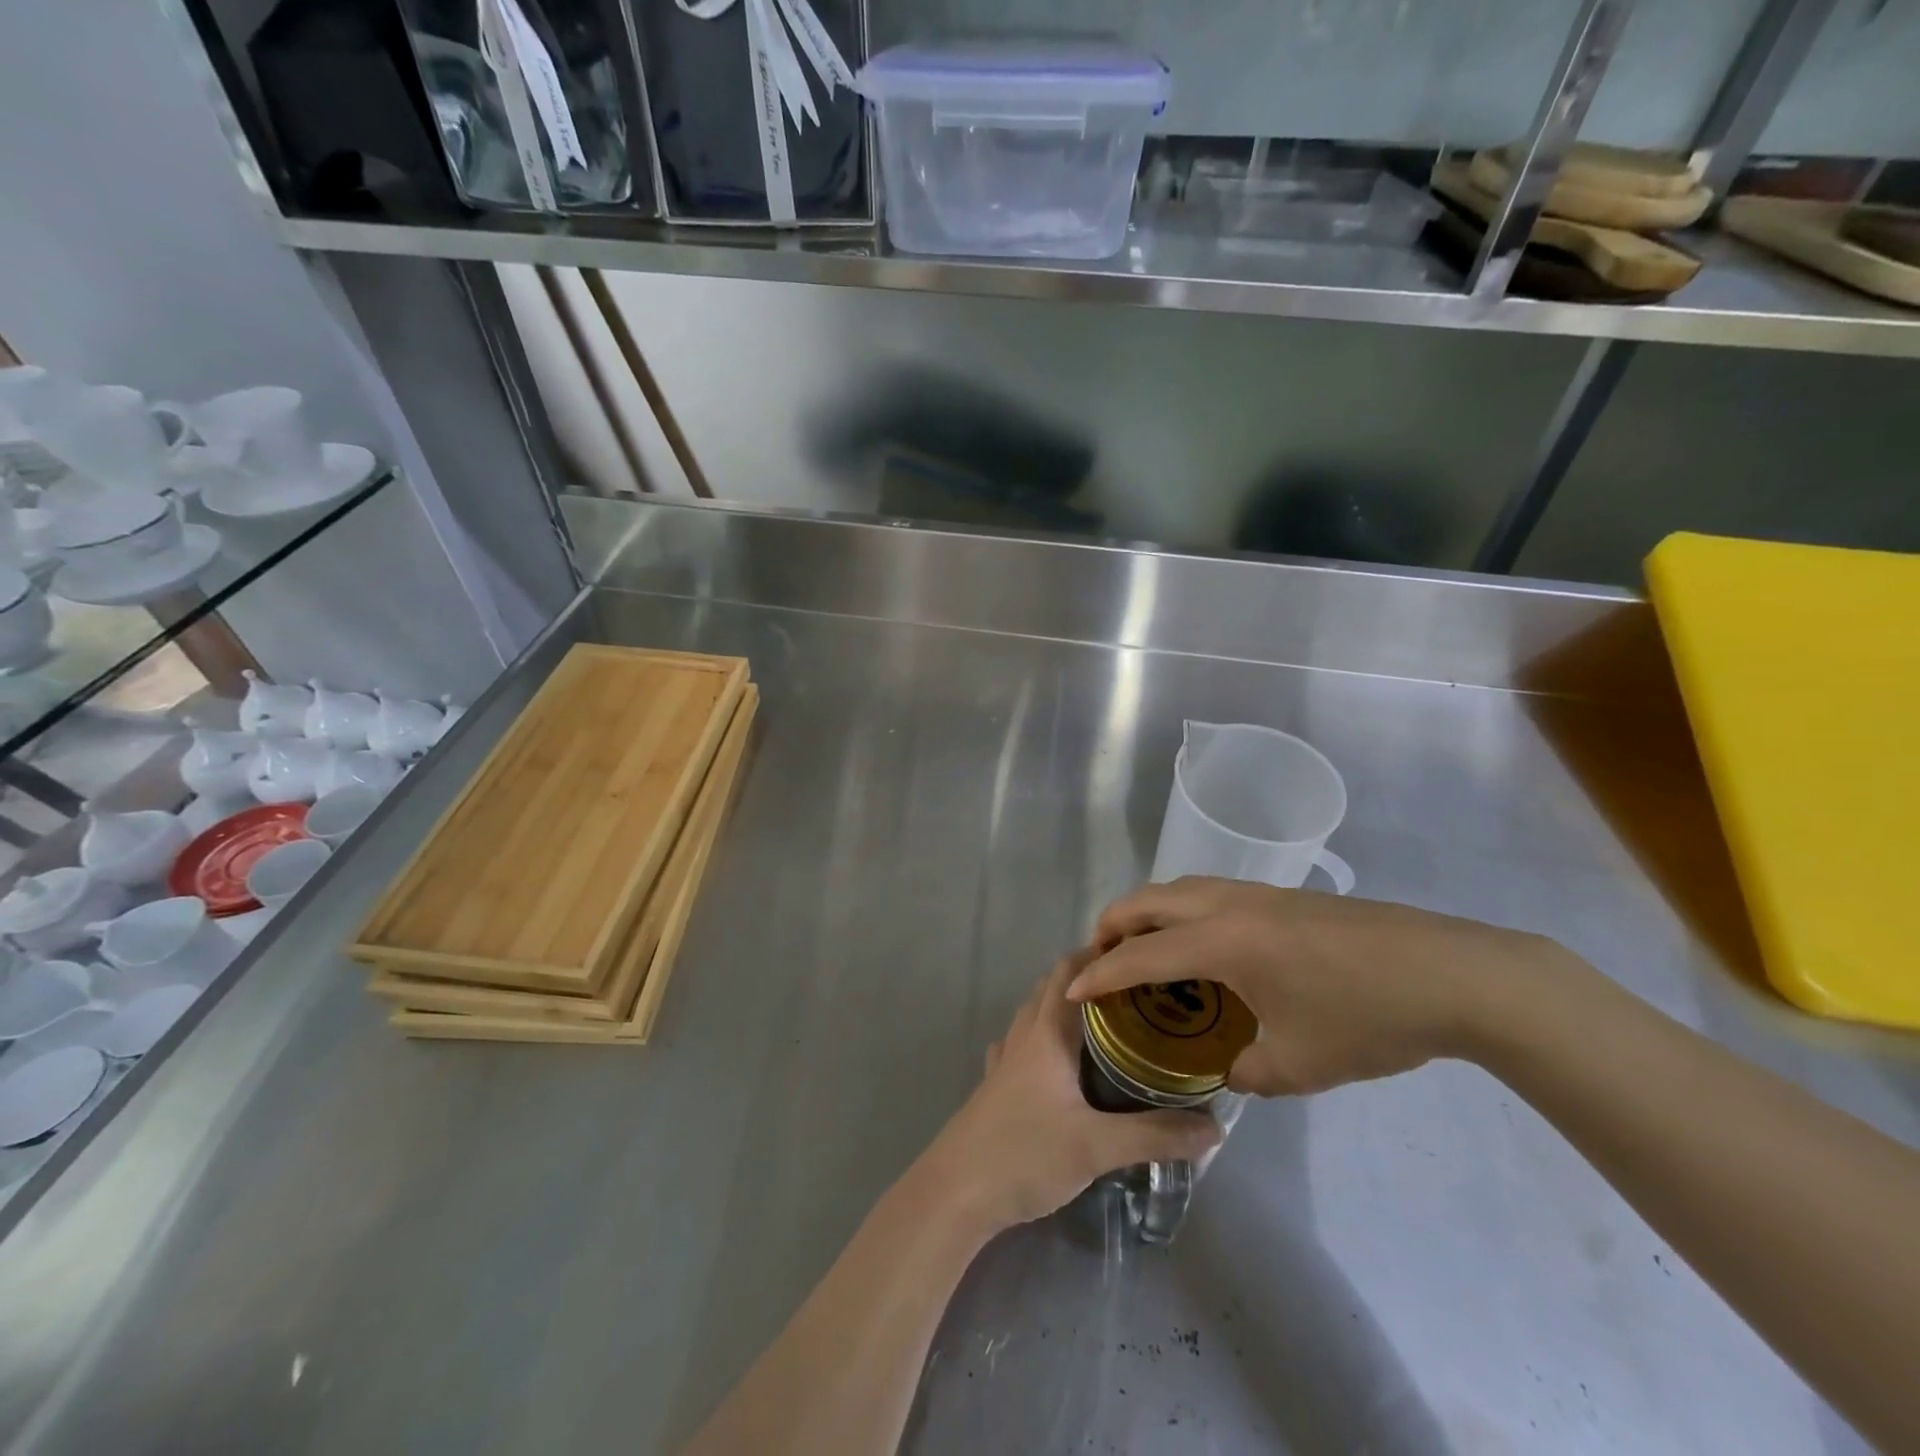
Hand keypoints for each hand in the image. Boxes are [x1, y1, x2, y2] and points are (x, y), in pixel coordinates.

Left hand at [918, 954, 1221, 1235]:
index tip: (1137, 954)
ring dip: (1063, 1008)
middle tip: (1132, 991)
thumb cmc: (1024, 1154)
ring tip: (1104, 1022)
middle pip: (1050, 989)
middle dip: (1087, 980)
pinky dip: (1043, 1040)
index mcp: (1045, 1034)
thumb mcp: (1096, 1147)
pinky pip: (1022, 1047)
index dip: (1097, 955)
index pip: (1068, 973)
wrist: (956, 1193)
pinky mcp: (995, 1088)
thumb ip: (1154, 1135)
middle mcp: (1023, 1037)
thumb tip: (1214, 1126)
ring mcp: (1004, 1062)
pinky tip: (1059, 1062)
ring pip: (1034, 1016)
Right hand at [1068, 877, 1578, 1095]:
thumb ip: (1245, 1069)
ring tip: (1143, 952)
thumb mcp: (1298, 1064)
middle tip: (1100, 962)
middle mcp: (1228, 904)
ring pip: (1178, 889)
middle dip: (1112, 926)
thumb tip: (1224, 1067)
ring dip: (1147, 913)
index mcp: (1222, 941)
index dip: (1099, 974)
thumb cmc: (1368, 1019)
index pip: (1140, 954)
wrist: (1451, 973)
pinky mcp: (1282, 896)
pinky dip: (1180, 912)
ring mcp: (1257, 894)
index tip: (1070, 991)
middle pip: (1148, 900)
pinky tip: (1201, 949)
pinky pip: (1207, 894)